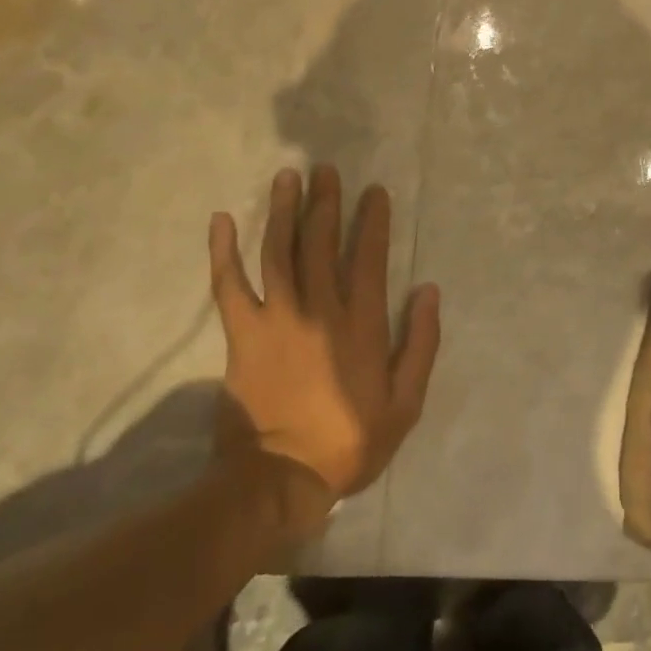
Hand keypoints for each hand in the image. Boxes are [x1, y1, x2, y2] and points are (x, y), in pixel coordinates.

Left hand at [208, 166, 440, 503]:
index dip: (372, 221)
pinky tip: (222, 220)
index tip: (374, 192)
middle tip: (327, 170)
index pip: (368, 257)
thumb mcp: (406, 403)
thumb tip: (428, 290)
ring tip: (288, 177)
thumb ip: (421, 343)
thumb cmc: (350, 441)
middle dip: (326, 203)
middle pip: (321, 243)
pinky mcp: (242, 335)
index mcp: (360, 324)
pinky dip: (223, 251)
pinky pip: (229, 285)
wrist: (279, 480)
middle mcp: (319, 309)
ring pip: (279, 252)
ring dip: (284, 211)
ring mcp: (276, 319)